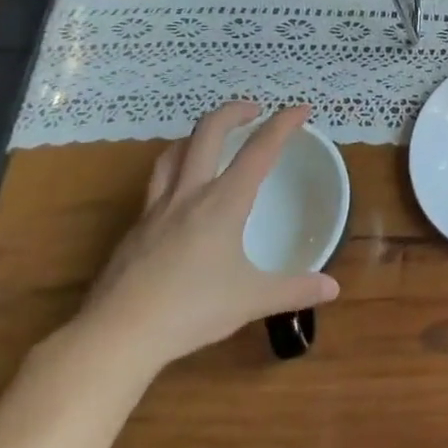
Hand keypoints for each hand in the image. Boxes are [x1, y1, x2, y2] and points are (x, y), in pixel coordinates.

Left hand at [75, 102, 339, 375]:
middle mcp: (189, 194)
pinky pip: (156, 184)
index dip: (283, 124)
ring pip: (173, 152)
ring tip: (212, 139)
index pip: (260, 149)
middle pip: (207, 132)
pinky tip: (182, 195)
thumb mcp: (251, 300)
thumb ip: (294, 290)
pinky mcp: (134, 230)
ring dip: (197, 135)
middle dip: (233, 111)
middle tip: (254, 110)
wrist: (114, 337)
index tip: (302, 110)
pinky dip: (175, 171)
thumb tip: (333, 288)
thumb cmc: (189, 311)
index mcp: (223, 202)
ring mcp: (156, 210)